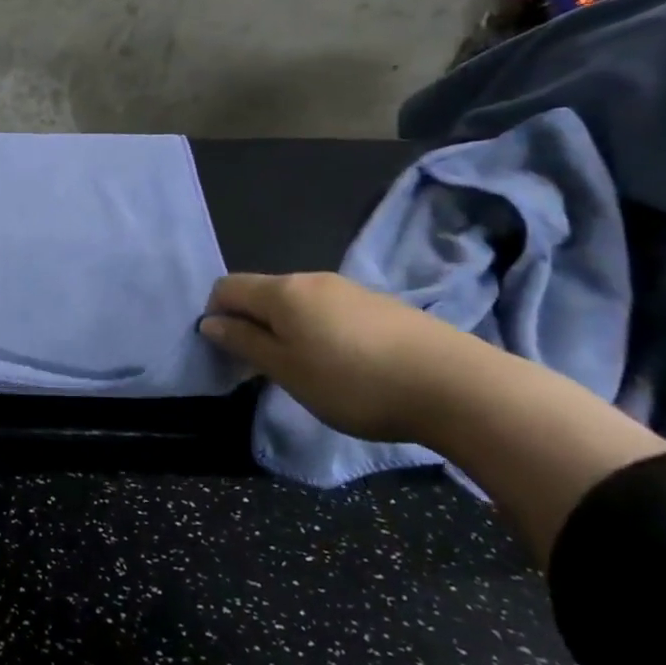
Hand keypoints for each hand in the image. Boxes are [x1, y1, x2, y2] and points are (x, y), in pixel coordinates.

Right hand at [200, 271, 499, 444]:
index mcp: (282, 291)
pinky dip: (319, 332)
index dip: (215, 314)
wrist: (456, 385)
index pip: (227, 286)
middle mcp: (312, 279)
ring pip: (298, 303)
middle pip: (263, 292)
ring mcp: (350, 290)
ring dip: (286, 330)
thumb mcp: (288, 370)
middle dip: (251, 324)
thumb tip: (210, 322)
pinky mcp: (381, 306)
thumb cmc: (354, 381)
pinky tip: (343, 366)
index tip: (225, 351)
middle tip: (260, 368)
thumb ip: (245, 343)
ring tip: (305, 371)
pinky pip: (330, 312)